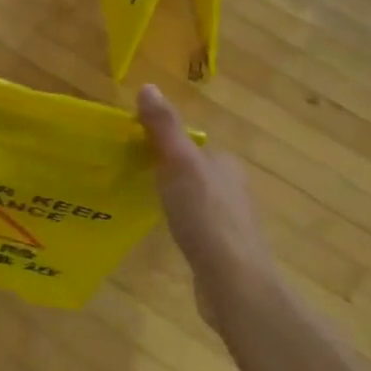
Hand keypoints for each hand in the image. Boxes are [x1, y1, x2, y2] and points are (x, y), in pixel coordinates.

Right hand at [136, 84, 278, 331]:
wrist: (234, 284)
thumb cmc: (206, 217)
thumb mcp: (180, 164)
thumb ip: (164, 128)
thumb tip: (148, 87)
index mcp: (227, 165)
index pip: (195, 146)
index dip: (167, 146)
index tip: (137, 152)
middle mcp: (234, 190)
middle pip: (197, 173)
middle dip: (171, 174)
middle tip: (136, 179)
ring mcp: (232, 224)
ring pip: (199, 201)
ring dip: (178, 201)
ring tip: (147, 206)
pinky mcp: (225, 253)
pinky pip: (199, 229)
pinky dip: (185, 228)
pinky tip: (170, 238)